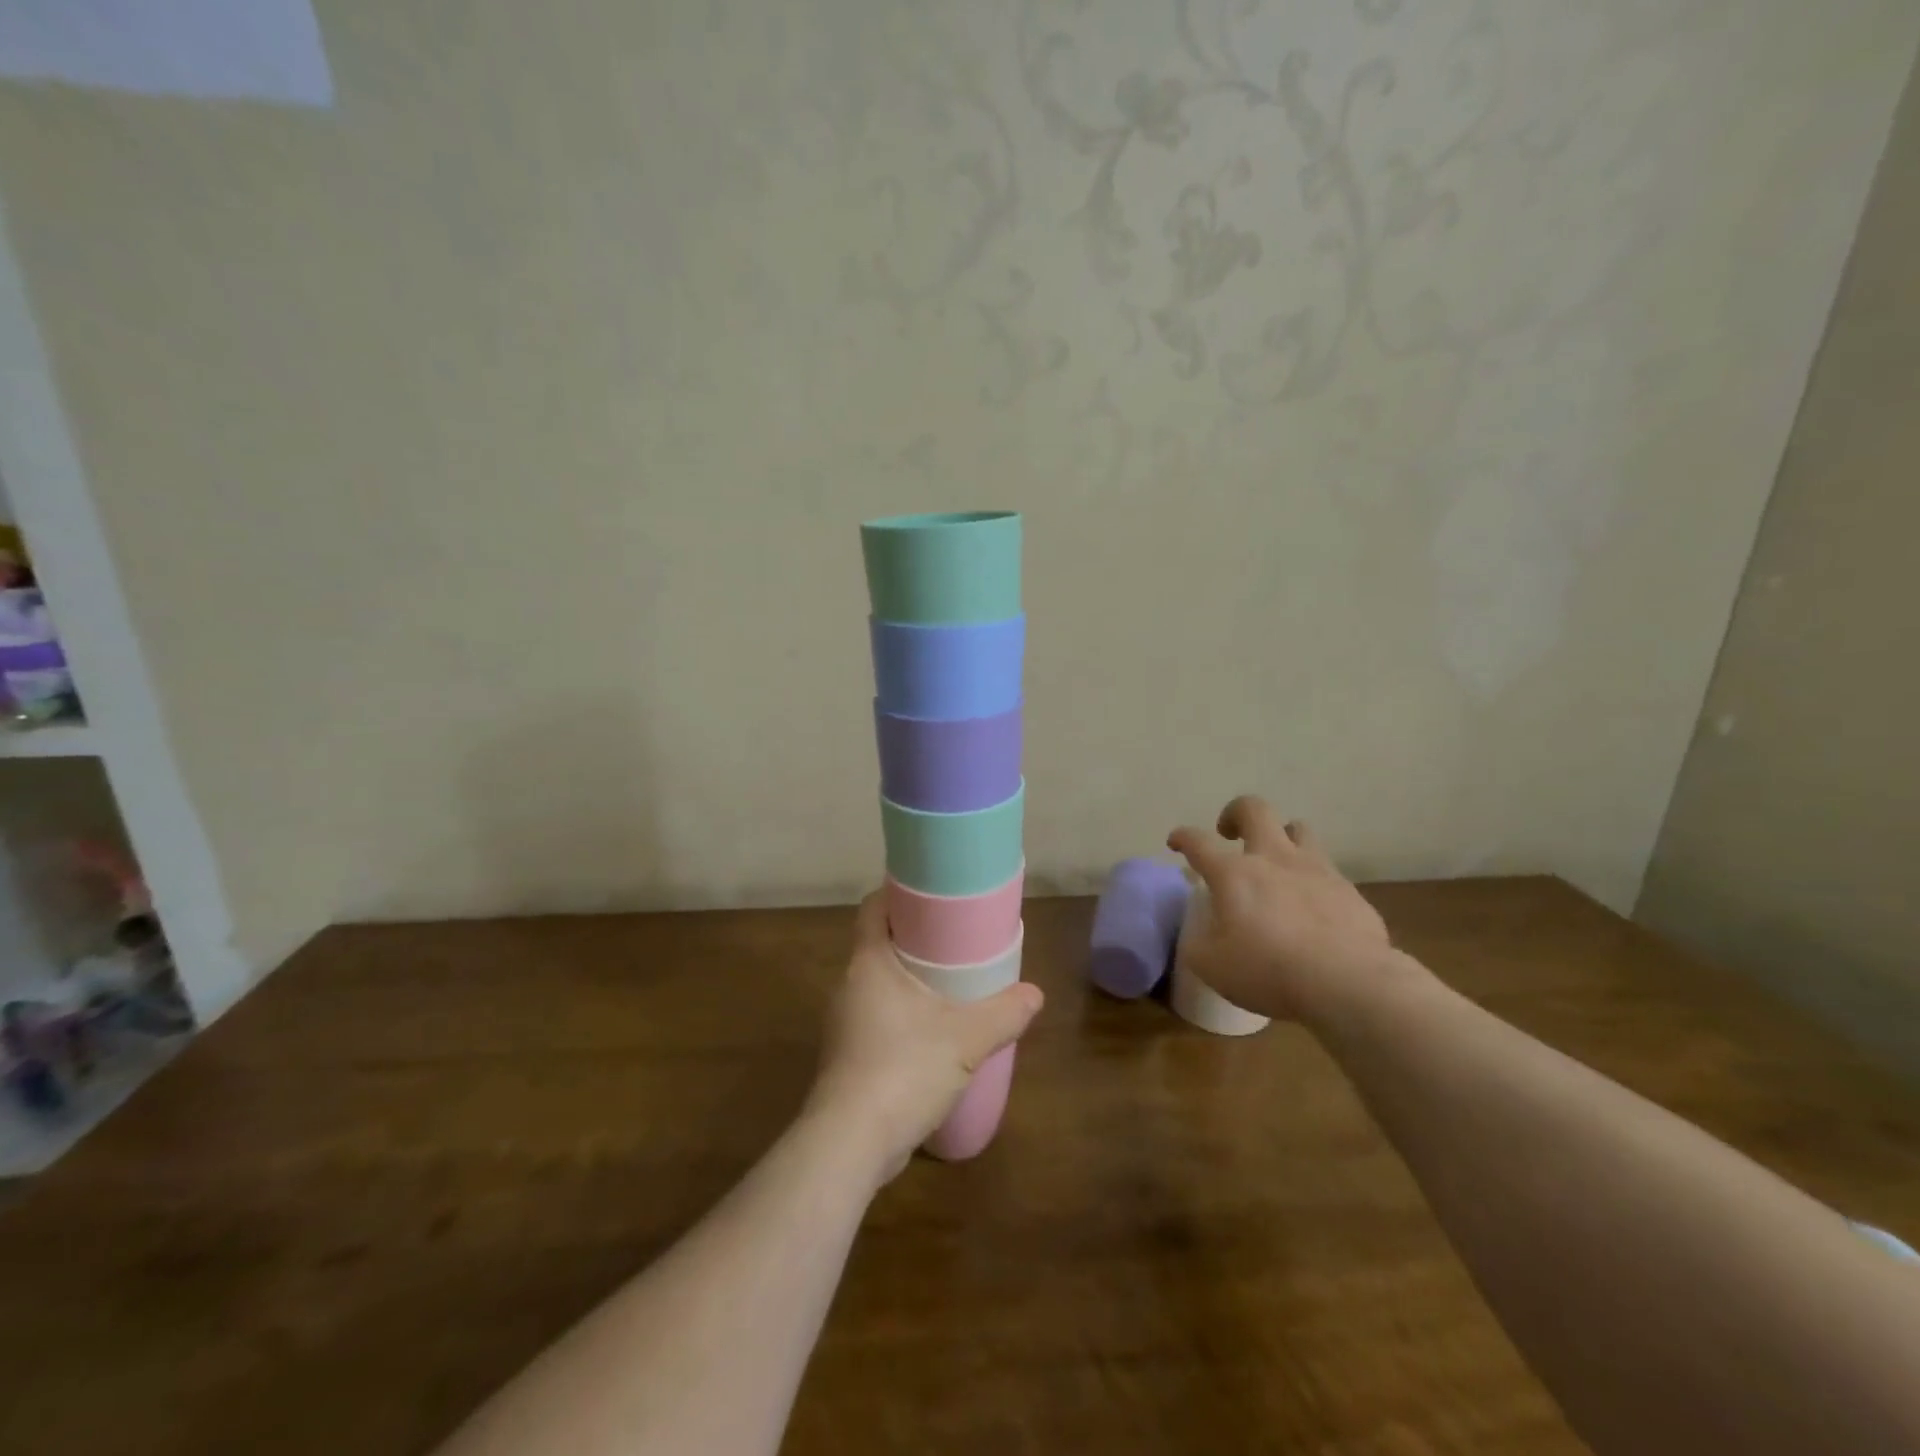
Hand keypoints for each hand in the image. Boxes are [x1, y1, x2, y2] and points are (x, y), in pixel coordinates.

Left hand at [806, 891, 1042, 1181]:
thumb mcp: (966, 1039)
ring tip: (951, 987)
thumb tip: (1034, 995)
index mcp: (869, 962)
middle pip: (880, 944)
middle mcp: (849, 984)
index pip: (873, 906)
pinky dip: (903, 1016)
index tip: (934, 896)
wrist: (850, 1143)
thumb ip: (1004, 1013)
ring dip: (910, 982)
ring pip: (879, 984)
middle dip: (916, 940)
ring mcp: (844, 1023)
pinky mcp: (848, 1057)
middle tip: (956, 941)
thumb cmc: (904, 1069)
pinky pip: (878, 1019)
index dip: (899, 894)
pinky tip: (933, 1036)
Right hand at [1167, 795, 1395, 1022]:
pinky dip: (1312, 878)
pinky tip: (1311, 905)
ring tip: (1276, 861)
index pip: (1198, 841)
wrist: (1348, 982)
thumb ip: (1199, 943)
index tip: (1176, 842)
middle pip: (1254, 809)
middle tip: (1229, 834)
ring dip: (1282, 836)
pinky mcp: (1348, 890)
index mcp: (1233, 873)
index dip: (1182, 837)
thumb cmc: (1268, 970)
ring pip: (1299, 828)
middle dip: (1236, 813)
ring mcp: (1315, 869)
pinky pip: (1326, 869)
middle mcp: (1273, 858)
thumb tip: (1201, 935)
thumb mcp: (1211, 966)